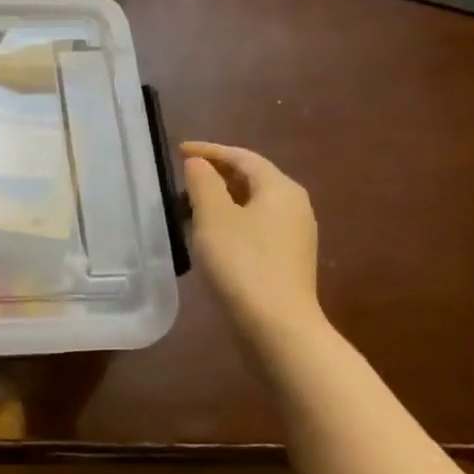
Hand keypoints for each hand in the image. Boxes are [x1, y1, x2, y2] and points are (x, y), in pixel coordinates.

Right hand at [181, 141, 322, 347]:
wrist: (275, 322)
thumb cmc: (242, 262)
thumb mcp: (214, 217)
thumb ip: (204, 183)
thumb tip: (199, 163)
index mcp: (280, 189)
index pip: (243, 157)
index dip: (210, 150)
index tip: (179, 150)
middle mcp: (294, 206)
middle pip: (253, 178)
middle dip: (218, 173)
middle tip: (185, 175)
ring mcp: (294, 234)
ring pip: (254, 203)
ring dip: (223, 198)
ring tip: (191, 204)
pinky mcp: (287, 258)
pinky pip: (256, 225)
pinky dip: (232, 219)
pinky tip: (211, 234)